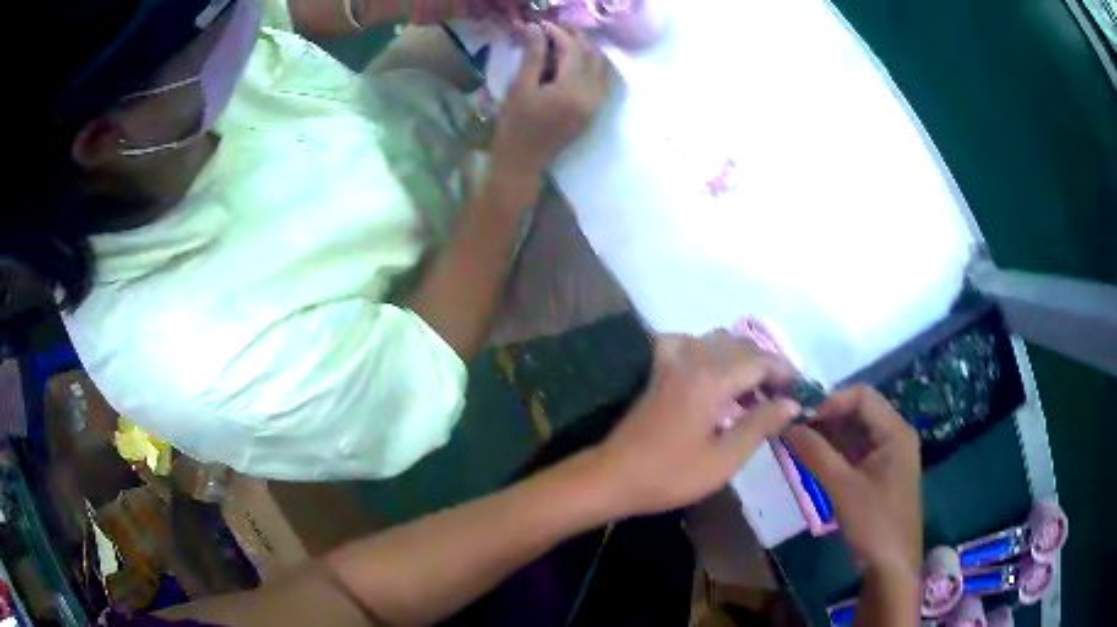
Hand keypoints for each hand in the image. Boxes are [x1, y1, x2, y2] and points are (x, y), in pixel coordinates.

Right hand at [492, 22, 611, 182]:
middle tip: (553, 28)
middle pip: (590, 54)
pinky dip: (595, 64)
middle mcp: (592, 94)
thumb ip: (533, 56)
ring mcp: (597, 103)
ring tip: (565, 40)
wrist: (524, 162)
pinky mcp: (595, 110)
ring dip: (586, 49)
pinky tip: (580, 59)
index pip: (571, 49)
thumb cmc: (515, 126)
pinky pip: (604, 80)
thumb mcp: (520, 88)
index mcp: (572, 89)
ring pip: (601, 65)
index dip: (557, 32)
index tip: (540, 24)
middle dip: (573, 37)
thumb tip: (536, 28)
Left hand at [594, 332, 799, 517]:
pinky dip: (706, 350)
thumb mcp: (724, 459)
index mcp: (711, 379)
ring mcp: (671, 361)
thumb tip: (791, 402)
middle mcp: (692, 359)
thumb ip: (760, 425)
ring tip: (755, 388)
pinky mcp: (658, 370)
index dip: (785, 373)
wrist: (614, 477)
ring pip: (717, 340)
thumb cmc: (671, 475)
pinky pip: (687, 343)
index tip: (802, 391)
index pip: (760, 361)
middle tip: (783, 394)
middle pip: (741, 346)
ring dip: (742, 357)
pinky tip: (712, 371)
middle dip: (768, 365)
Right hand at [783, 386, 922, 576]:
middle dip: (826, 417)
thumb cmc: (874, 522)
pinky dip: (835, 452)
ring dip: (828, 435)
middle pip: (859, 411)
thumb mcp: (842, 488)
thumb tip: (787, 426)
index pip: (862, 396)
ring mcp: (889, 453)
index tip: (801, 417)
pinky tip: (812, 459)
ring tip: (796, 443)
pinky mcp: (880, 471)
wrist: (892, 563)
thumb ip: (815, 454)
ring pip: (855, 431)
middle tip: (793, 429)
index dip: (830, 401)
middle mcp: (895, 434)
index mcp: (895, 431)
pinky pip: (856, 450)